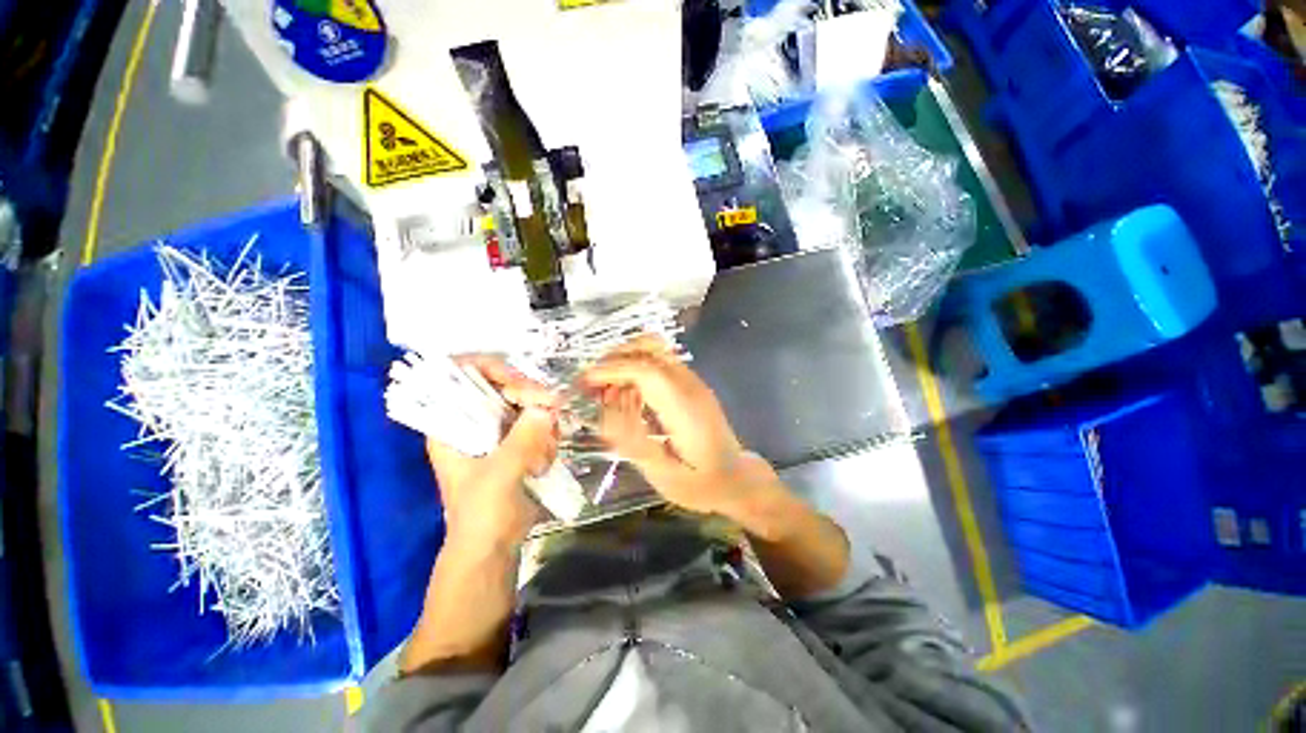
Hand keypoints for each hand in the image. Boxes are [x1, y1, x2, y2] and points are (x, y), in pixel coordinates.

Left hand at [426, 357, 559, 548]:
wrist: (493, 547)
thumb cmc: (483, 513)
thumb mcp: (500, 474)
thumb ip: (523, 439)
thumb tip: (547, 408)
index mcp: (450, 424)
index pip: (463, 376)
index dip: (492, 370)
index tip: (520, 384)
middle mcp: (471, 421)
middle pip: (502, 386)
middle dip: (529, 397)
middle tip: (551, 408)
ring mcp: (496, 432)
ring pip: (525, 404)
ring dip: (542, 422)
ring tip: (543, 453)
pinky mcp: (516, 443)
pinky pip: (538, 424)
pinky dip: (547, 436)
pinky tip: (545, 461)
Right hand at [582, 336, 764, 517]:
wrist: (735, 478)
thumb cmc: (700, 483)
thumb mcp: (663, 475)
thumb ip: (634, 441)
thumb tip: (607, 411)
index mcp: (684, 408)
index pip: (645, 370)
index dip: (611, 370)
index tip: (584, 383)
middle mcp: (689, 385)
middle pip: (650, 347)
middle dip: (614, 358)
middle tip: (591, 384)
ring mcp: (692, 381)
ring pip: (654, 349)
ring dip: (624, 360)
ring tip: (604, 388)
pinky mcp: (690, 384)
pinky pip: (658, 362)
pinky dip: (635, 367)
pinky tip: (625, 392)